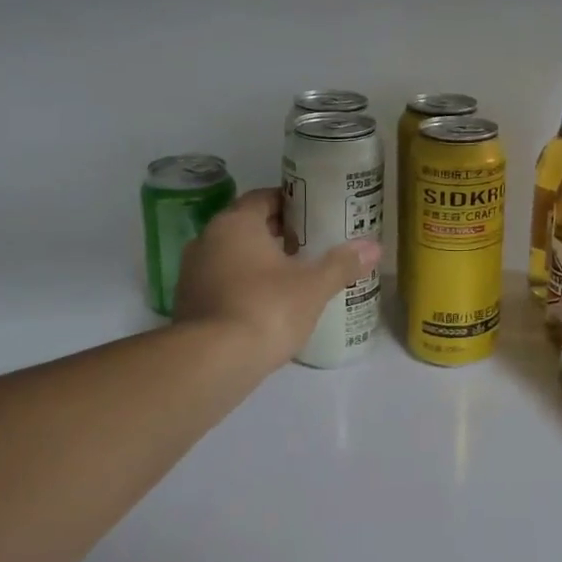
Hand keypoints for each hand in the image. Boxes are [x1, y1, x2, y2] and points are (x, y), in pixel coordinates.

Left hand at [170, 188, 378, 371]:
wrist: (212, 363)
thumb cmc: (266, 308)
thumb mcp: (314, 286)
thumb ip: (342, 264)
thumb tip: (374, 247)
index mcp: (235, 223)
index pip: (263, 198)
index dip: (290, 203)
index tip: (315, 214)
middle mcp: (207, 240)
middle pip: (247, 226)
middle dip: (277, 233)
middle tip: (310, 245)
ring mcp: (192, 274)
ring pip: (231, 256)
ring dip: (258, 262)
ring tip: (292, 276)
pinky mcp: (187, 305)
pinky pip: (221, 284)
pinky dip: (243, 287)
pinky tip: (267, 305)